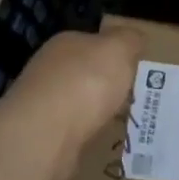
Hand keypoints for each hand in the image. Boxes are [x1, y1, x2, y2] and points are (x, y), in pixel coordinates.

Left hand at [0, 26, 142, 179]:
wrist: (44, 135)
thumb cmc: (86, 82)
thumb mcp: (118, 48)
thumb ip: (129, 39)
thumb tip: (135, 38)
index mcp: (67, 43)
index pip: (94, 42)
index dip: (116, 54)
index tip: (136, 69)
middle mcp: (50, 70)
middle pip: (85, 73)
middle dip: (107, 85)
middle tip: (135, 97)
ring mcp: (42, 104)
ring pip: (79, 104)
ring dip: (97, 112)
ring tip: (123, 122)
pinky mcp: (41, 136)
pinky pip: (73, 131)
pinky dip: (87, 135)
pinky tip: (102, 141)